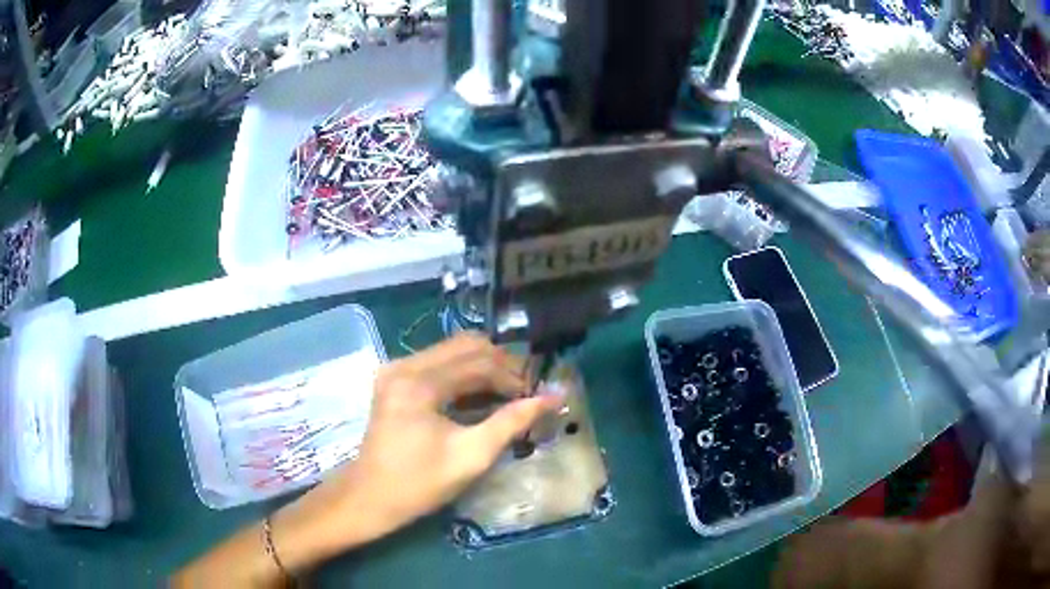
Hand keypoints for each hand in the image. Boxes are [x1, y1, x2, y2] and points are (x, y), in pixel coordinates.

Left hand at [270, 333, 561, 569]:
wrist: (370, 497)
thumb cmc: (420, 483)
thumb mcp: (472, 455)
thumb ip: (513, 422)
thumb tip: (554, 396)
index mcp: (419, 382)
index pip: (480, 361)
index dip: (515, 376)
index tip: (537, 396)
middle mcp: (404, 365)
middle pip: (466, 346)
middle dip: (501, 365)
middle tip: (524, 392)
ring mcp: (396, 369)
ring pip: (452, 352)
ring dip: (484, 368)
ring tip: (507, 395)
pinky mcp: (394, 380)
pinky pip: (438, 364)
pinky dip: (464, 375)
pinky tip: (480, 397)